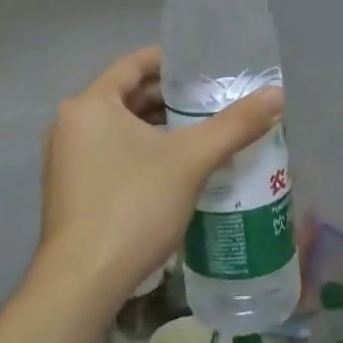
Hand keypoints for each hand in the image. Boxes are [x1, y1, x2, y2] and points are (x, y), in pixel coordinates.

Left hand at [34, 46, 283, 315]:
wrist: (83, 281)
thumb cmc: (133, 206)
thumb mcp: (190, 161)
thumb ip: (234, 125)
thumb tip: (277, 95)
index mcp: (90, 105)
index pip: (133, 64)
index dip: (171, 61)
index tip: (205, 66)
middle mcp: (70, 124)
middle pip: (126, 96)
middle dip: (169, 98)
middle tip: (212, 101)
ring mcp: (66, 159)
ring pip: (118, 128)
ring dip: (157, 127)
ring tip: (201, 133)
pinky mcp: (71, 190)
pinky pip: (110, 154)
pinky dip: (141, 152)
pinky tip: (175, 170)